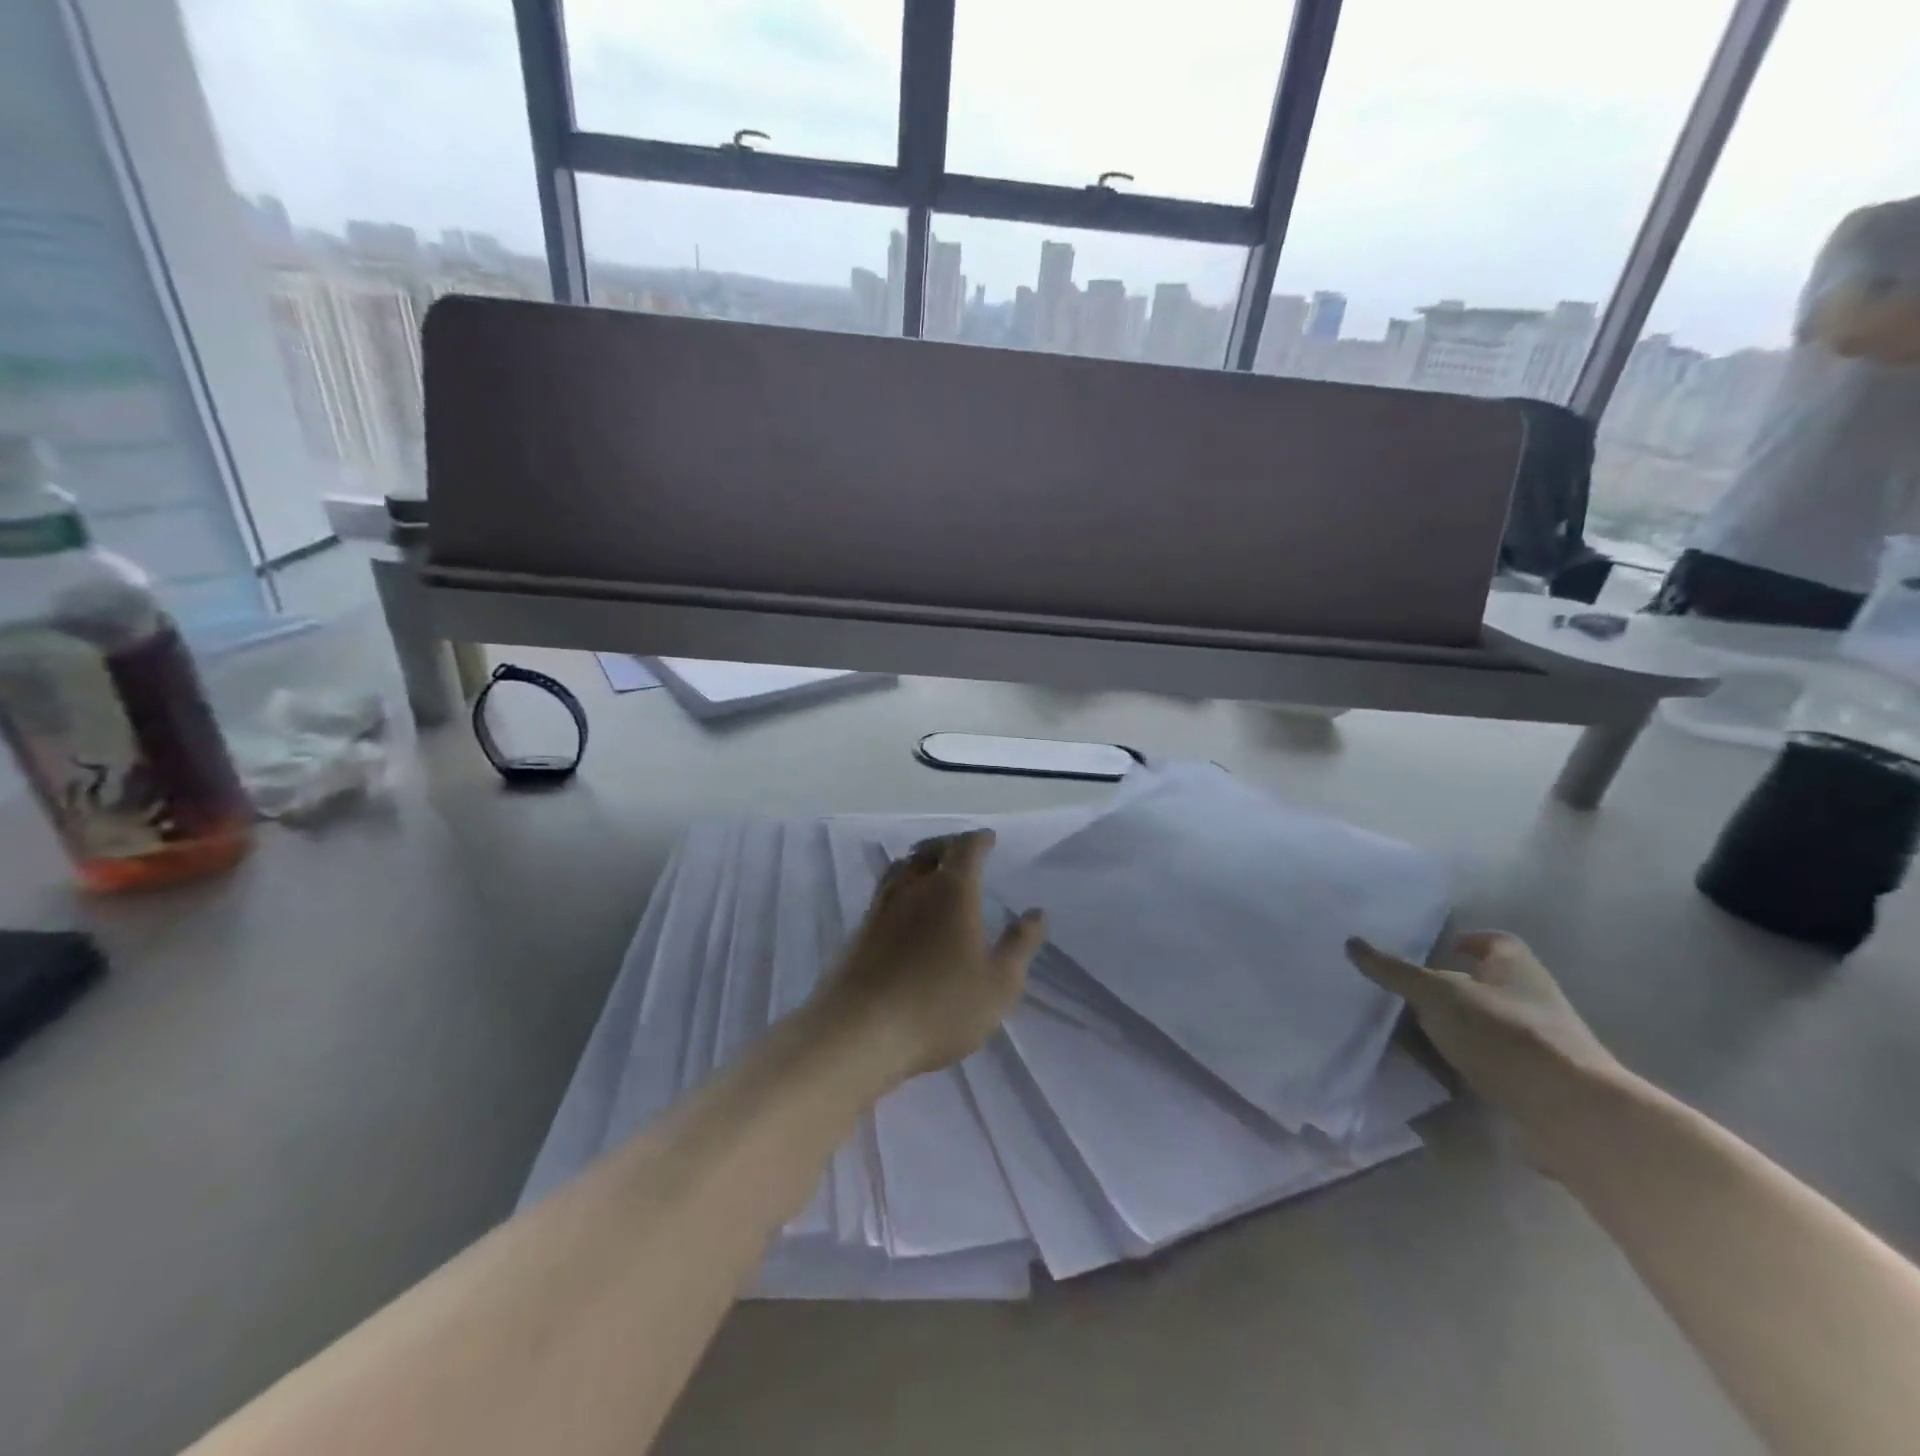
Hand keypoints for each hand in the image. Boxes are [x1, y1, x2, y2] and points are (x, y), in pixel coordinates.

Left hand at [813, 829, 1045, 1086]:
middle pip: (928, 850)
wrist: (858, 1032)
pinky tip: (905, 910)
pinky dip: (901, 888)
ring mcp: (880, 908)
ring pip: (901, 868)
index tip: (988, 839)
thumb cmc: (939, 1006)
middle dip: (948, 845)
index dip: (979, 840)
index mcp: (951, 891)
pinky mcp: (858, 932)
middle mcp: (913, 888)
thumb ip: (1020, 945)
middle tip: (961, 851)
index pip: (965, 848)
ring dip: (919, 862)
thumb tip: (1036, 913)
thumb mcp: (998, 984)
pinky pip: (884, 893)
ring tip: (931, 872)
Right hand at [1346, 931, 1626, 1172]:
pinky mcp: (1533, 1083)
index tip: (1440, 949)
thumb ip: (1394, 971)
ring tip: (1405, 1032)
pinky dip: (1461, 1063)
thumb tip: (1352, 943)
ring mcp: (1536, 1044)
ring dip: (1451, 1028)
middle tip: (1403, 992)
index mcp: (1516, 968)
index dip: (1470, 942)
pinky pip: (1487, 1063)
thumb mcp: (1437, 994)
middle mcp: (1531, 1000)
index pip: (1496, 942)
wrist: (1571, 1115)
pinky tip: (1430, 1069)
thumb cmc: (1505, 1035)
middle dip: (1447, 987)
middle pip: (1484, 984)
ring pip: (1483, 1026)